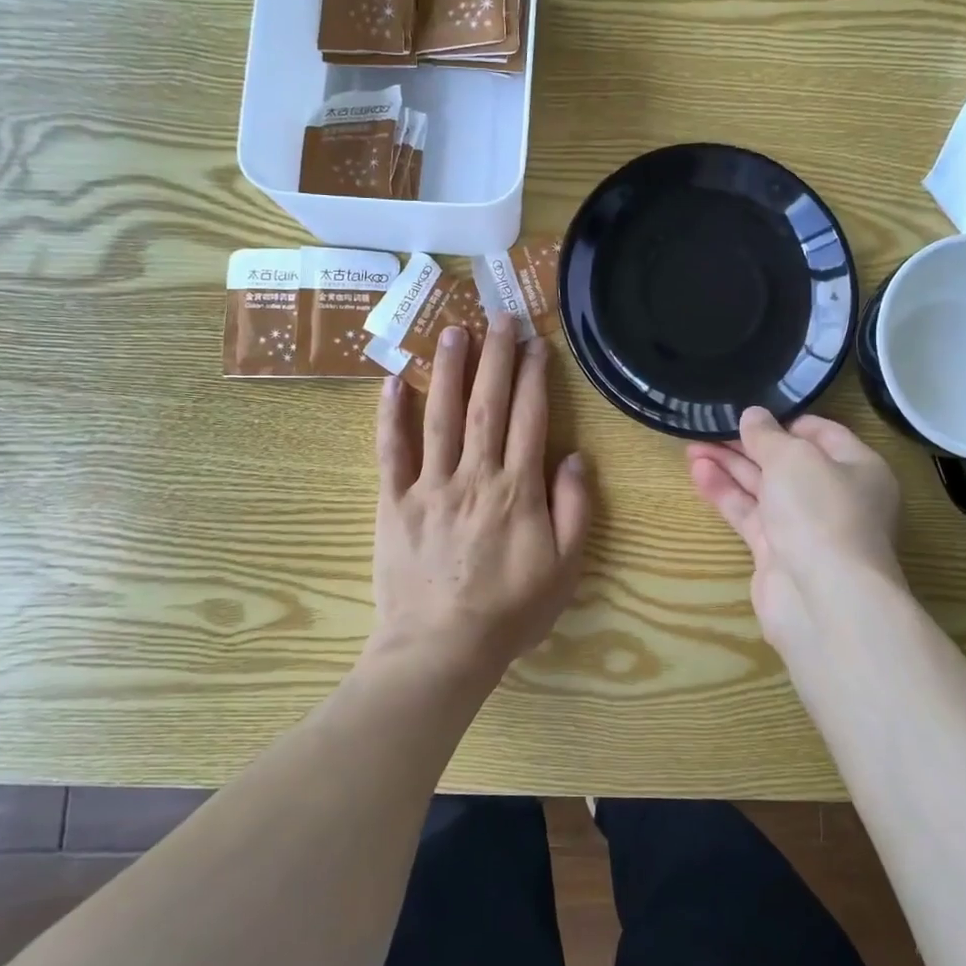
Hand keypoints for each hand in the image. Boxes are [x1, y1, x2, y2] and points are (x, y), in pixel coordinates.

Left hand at [370, 321, 590, 684]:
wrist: (441, 650)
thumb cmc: (510, 612)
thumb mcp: (564, 569)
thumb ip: (574, 508)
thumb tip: (574, 456)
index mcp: (517, 490)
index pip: (530, 418)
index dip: (534, 377)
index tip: (536, 343)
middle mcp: (474, 475)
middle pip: (487, 404)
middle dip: (496, 356)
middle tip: (499, 316)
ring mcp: (429, 485)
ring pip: (440, 415)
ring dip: (449, 369)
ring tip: (454, 330)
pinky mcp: (393, 502)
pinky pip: (391, 451)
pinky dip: (390, 415)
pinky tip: (392, 381)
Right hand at [687, 407, 904, 650]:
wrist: (823, 599)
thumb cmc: (820, 511)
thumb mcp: (793, 457)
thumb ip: (768, 435)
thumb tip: (753, 416)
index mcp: (858, 468)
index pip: (821, 433)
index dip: (784, 420)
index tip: (749, 409)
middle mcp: (834, 496)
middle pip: (786, 461)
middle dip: (748, 443)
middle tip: (709, 425)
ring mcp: (805, 527)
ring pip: (763, 488)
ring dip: (729, 466)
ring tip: (691, 445)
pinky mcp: (777, 552)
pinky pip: (749, 514)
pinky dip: (725, 493)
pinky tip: (698, 473)